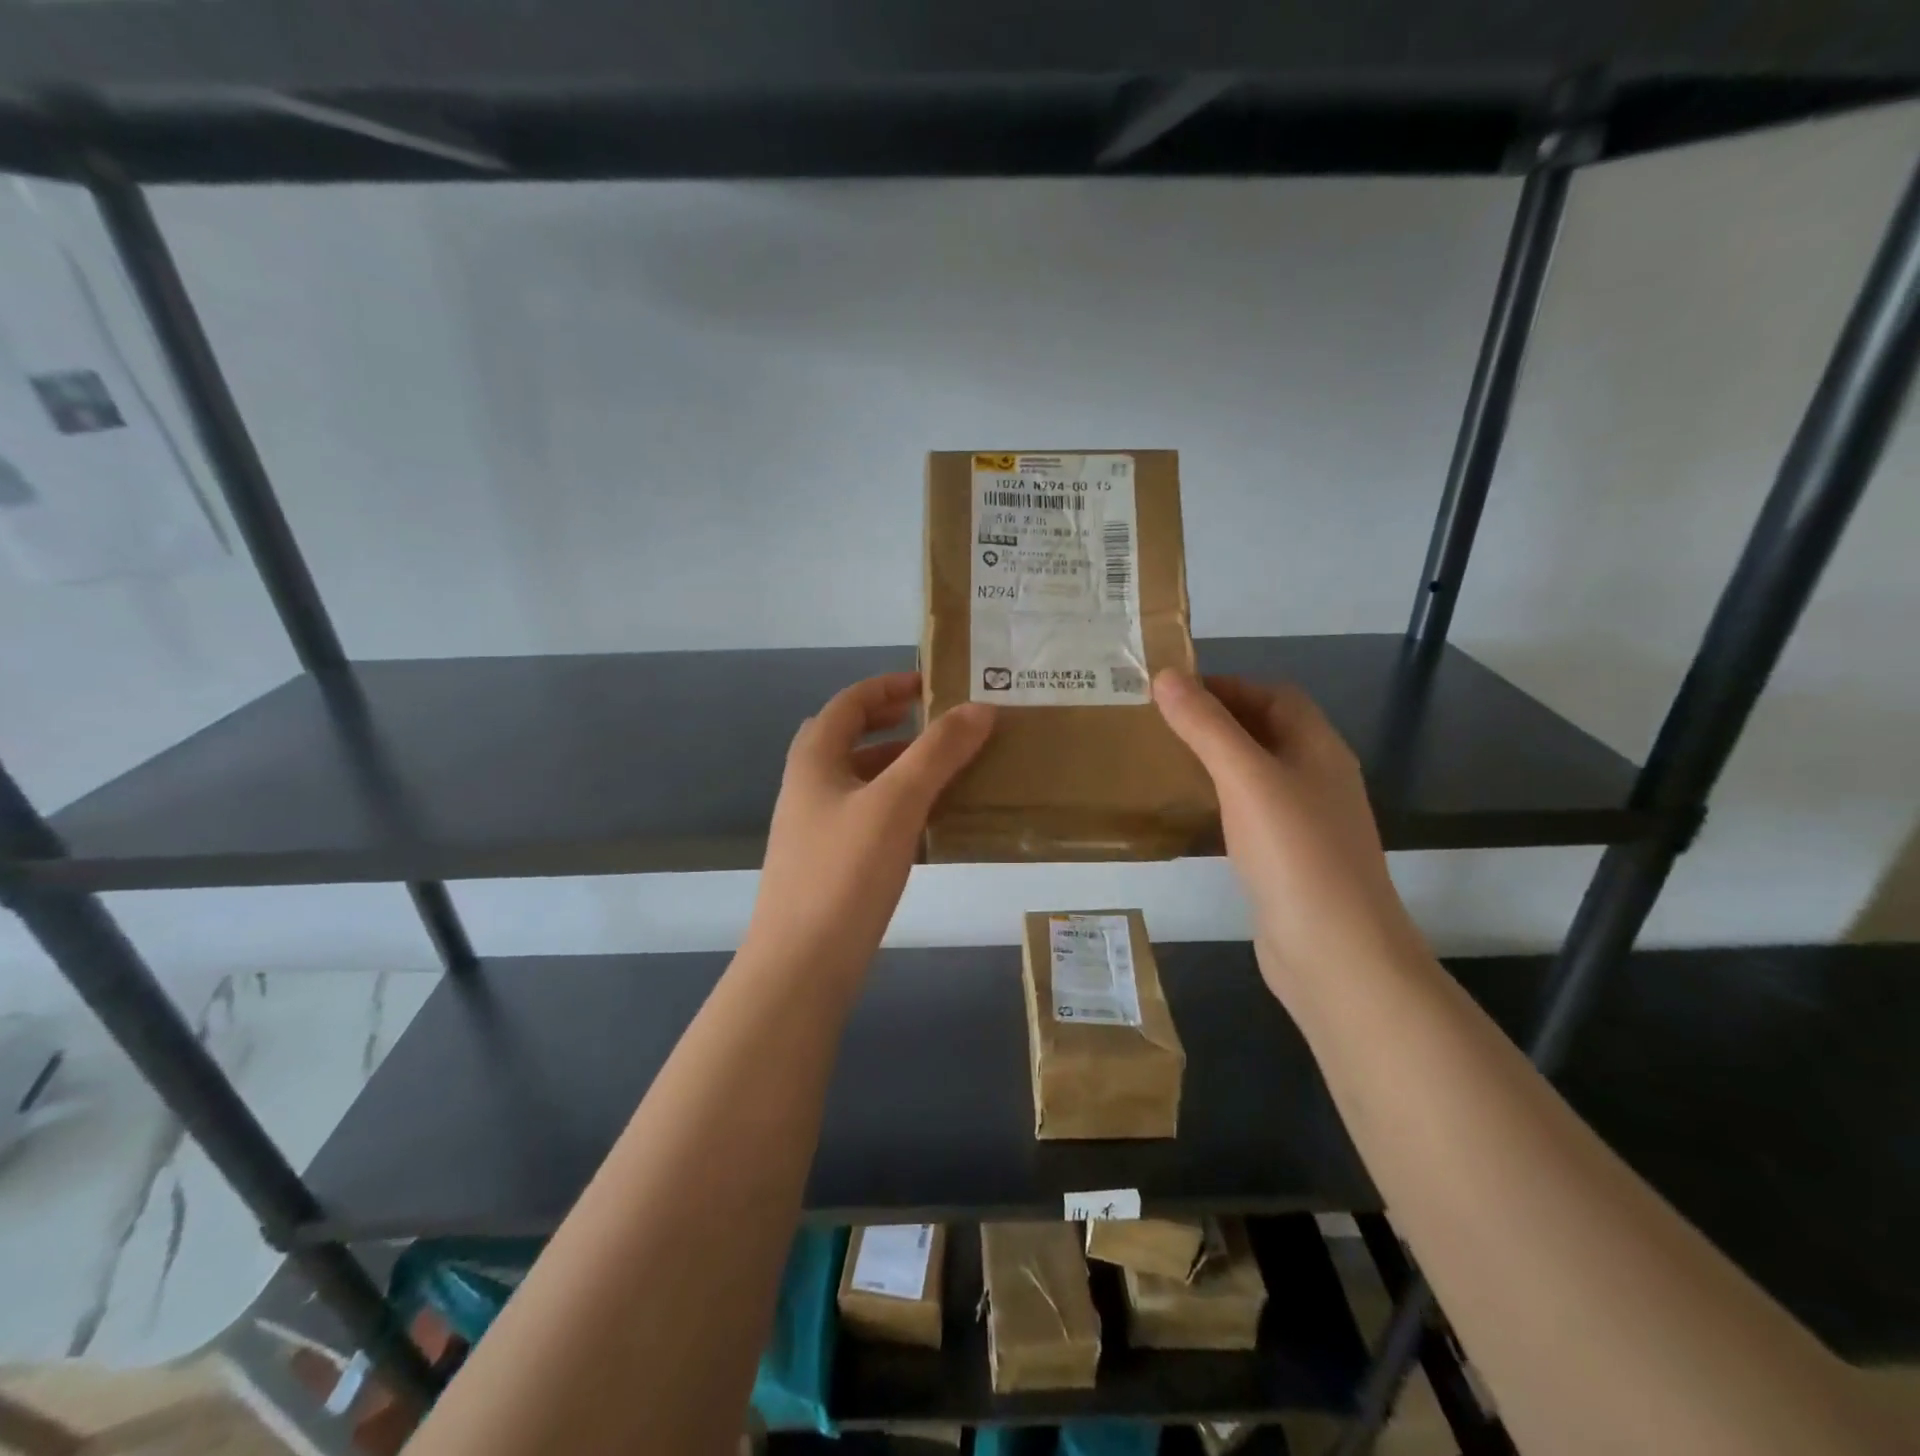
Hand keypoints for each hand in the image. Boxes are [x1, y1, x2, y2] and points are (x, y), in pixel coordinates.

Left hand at [747, 672, 994, 978]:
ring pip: (860, 778)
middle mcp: (808, 785)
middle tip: (940, 723)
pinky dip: (896, 803)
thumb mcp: (897, 803)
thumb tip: (980, 708)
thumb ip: (938, 752)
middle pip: (850, 736)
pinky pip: (866, 814)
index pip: (850, 702)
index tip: (933, 684)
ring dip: (898, 765)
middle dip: (894, 723)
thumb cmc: (845, 872)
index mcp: (814, 758)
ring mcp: (814, 827)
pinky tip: (928, 822)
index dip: (890, 685)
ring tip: (946, 769)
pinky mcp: (827, 862)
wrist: (801, 965)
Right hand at [1153, 670, 1423, 1001]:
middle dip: (1217, 721)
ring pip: (1258, 774)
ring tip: (1167, 761)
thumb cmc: (1294, 852)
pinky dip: (1222, 801)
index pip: (1275, 695)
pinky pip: (1252, 814)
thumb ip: (1206, 726)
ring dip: (1217, 761)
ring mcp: (1307, 823)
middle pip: (1267, 732)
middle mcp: (1318, 778)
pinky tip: (1193, 813)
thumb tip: (1166, 676)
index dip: (1228, 686)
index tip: (1174, 692)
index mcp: (1318, 748)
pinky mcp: (1289, 860)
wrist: (1335, 953)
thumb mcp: (1246, 778)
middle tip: (1161, 724)